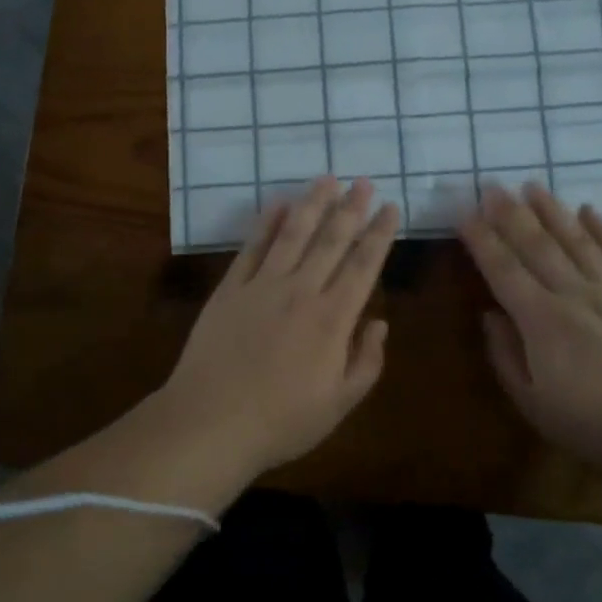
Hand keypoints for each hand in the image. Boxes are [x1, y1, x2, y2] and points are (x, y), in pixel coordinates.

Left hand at [155, 177, 398, 477]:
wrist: (210, 423)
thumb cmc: (281, 422)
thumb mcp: (339, 405)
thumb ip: (366, 362)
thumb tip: (379, 322)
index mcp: (333, 319)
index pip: (363, 265)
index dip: (379, 234)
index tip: (390, 208)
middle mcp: (301, 292)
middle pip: (331, 241)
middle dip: (351, 209)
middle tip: (363, 182)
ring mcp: (262, 286)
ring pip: (293, 234)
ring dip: (312, 204)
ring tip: (327, 179)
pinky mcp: (230, 289)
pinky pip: (252, 248)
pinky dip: (267, 223)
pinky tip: (279, 204)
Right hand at [458, 182, 601, 468]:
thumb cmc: (589, 423)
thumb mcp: (530, 401)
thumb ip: (505, 354)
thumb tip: (490, 314)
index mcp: (541, 321)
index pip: (503, 269)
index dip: (481, 240)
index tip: (464, 214)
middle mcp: (574, 294)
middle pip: (536, 245)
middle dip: (510, 213)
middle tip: (491, 185)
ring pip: (576, 240)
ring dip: (552, 210)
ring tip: (532, 185)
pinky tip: (588, 210)